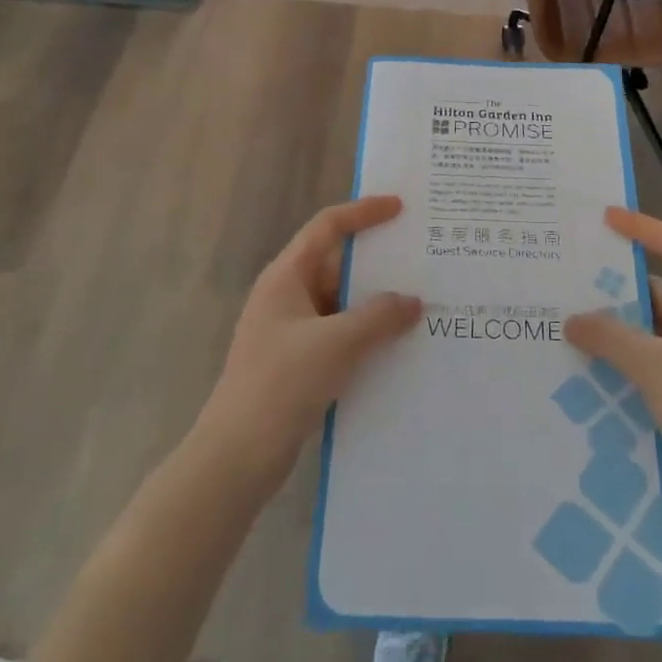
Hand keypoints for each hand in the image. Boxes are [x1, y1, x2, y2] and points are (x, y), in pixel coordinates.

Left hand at [193, 196, 422, 486]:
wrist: (238, 454)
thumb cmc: (283, 383)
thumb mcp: (338, 343)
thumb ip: (380, 316)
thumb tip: (412, 301)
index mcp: (286, 277)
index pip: (327, 227)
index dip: (362, 212)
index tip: (400, 207)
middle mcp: (287, 296)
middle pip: (337, 264)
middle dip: (378, 262)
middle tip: (422, 258)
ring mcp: (291, 332)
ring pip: (341, 303)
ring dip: (375, 303)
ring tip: (422, 302)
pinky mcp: (298, 364)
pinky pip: (340, 335)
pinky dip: (367, 334)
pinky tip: (398, 346)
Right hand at [564, 207, 661, 491]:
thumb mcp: (658, 367)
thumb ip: (612, 337)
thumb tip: (573, 319)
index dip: (644, 230)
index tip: (606, 218)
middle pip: (659, 293)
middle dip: (617, 290)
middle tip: (570, 281)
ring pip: (650, 332)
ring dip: (616, 330)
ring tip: (568, 322)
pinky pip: (649, 364)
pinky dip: (622, 360)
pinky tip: (586, 364)